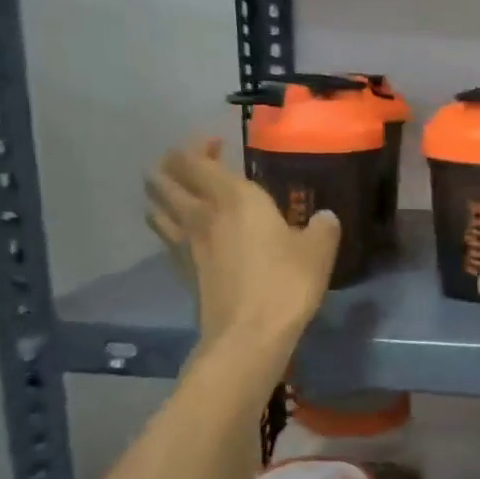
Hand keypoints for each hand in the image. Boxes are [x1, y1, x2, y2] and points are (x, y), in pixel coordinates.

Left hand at [145, 138, 339, 345]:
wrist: (249, 334)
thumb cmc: (286, 282)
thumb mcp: (318, 250)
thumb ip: (322, 228)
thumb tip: (324, 218)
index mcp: (233, 197)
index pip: (193, 159)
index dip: (198, 146)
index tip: (216, 144)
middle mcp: (201, 213)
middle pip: (162, 178)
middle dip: (171, 165)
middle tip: (195, 166)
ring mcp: (185, 244)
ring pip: (156, 207)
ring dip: (164, 194)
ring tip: (184, 195)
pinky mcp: (182, 271)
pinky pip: (166, 236)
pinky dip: (170, 225)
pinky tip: (190, 233)